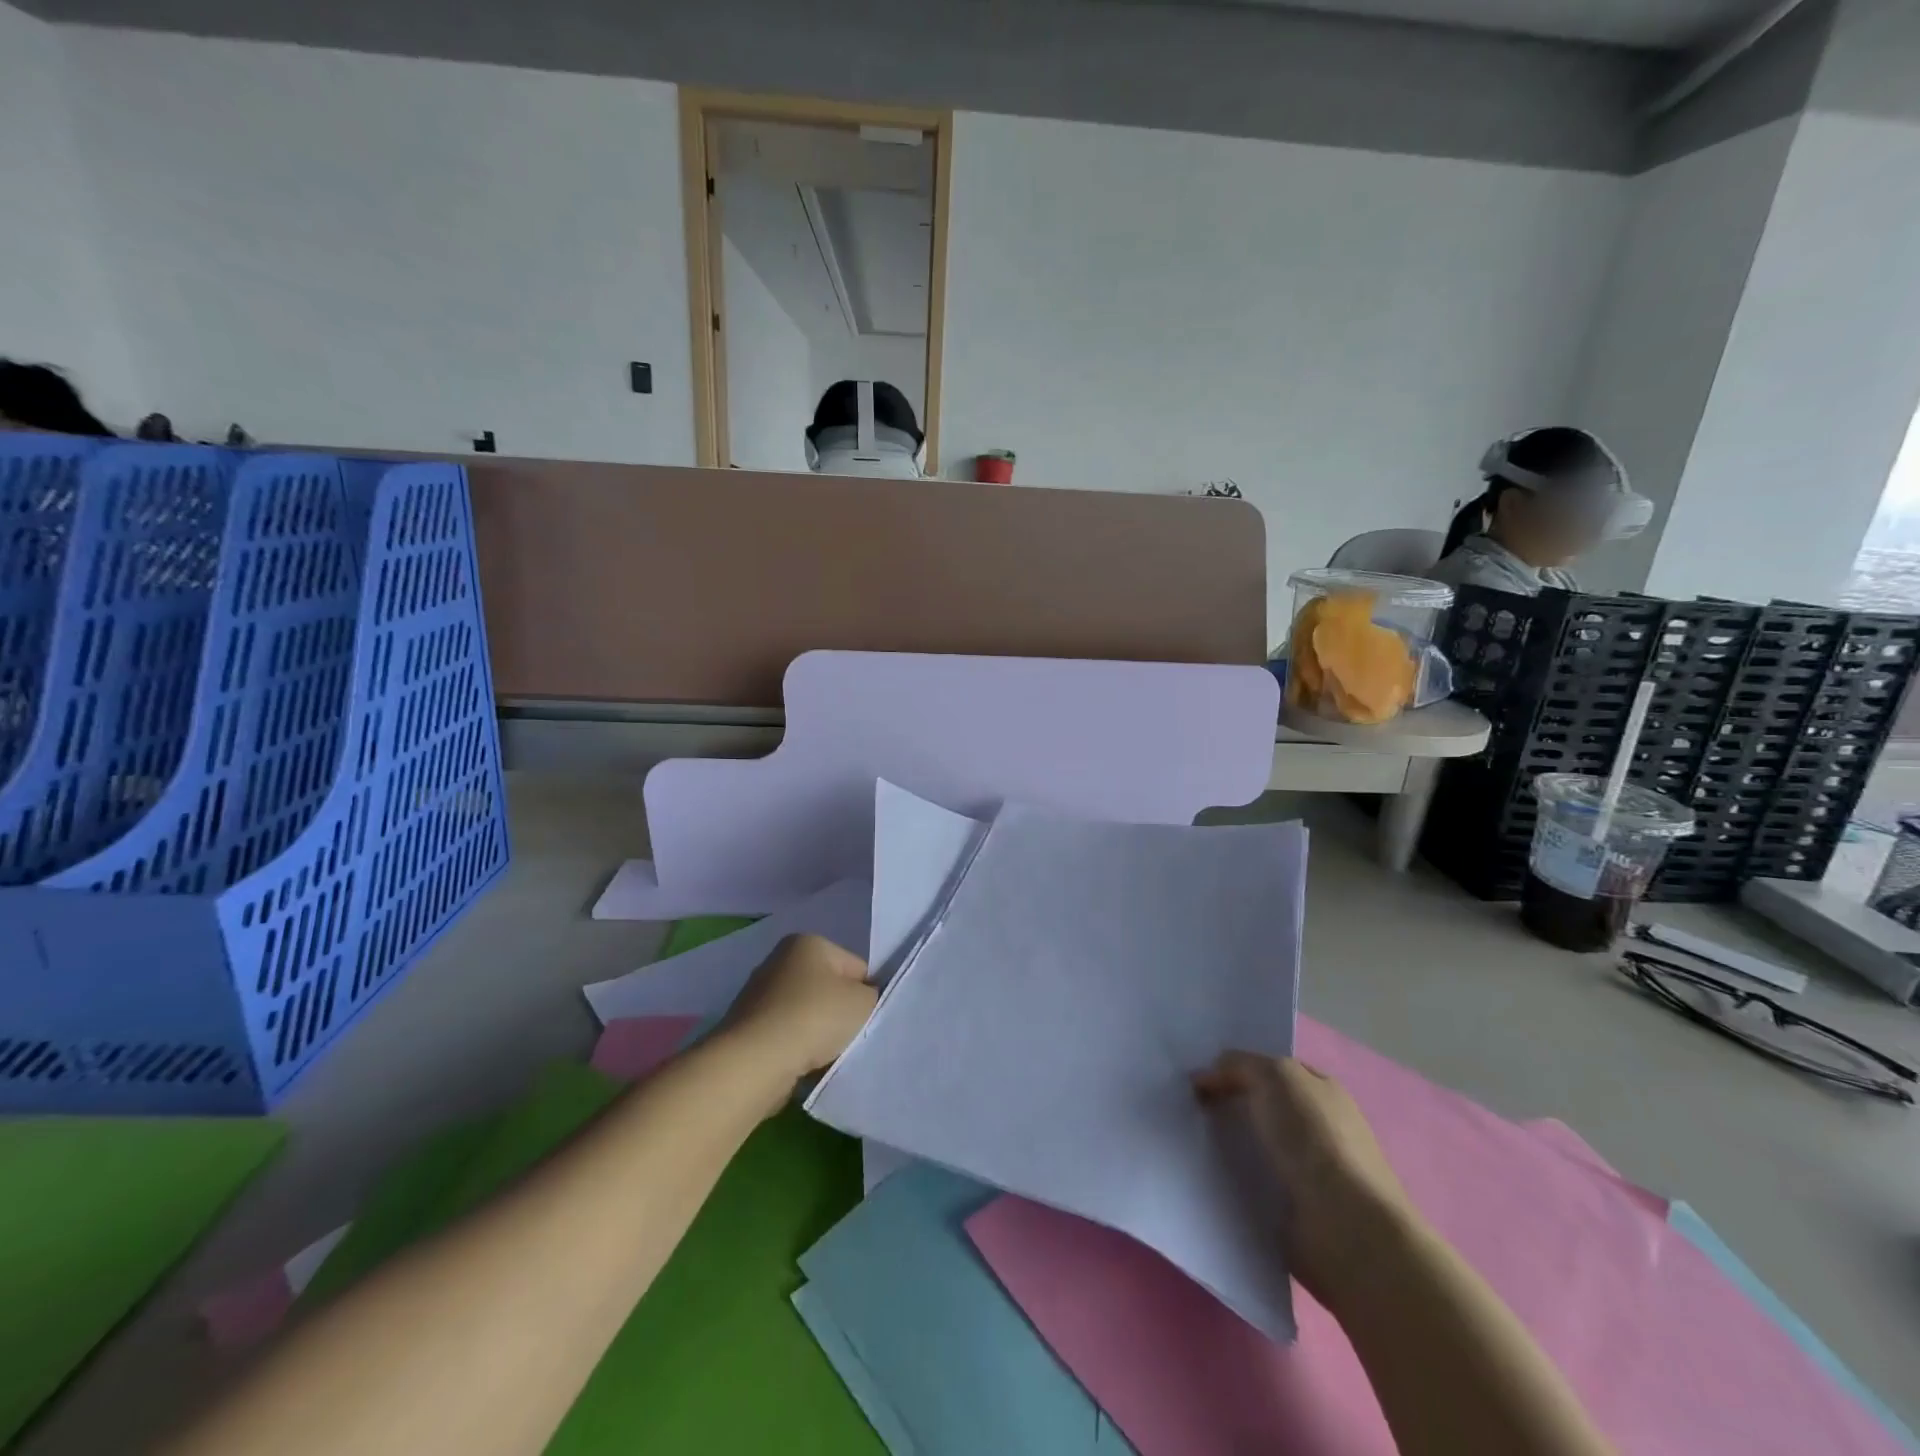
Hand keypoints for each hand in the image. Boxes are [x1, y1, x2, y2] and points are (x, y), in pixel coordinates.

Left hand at [718, 934, 875, 1094]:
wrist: (756, 1061)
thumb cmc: (814, 1018)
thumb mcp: (863, 1001)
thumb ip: (871, 995)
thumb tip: (860, 999)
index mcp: (808, 943)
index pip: (855, 967)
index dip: (866, 994)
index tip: (865, 1018)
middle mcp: (780, 960)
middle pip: (828, 989)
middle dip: (840, 1014)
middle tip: (847, 1037)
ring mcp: (760, 994)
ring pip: (807, 1014)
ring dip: (818, 1034)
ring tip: (824, 1055)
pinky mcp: (747, 1026)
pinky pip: (786, 1035)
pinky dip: (797, 1048)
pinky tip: (802, 1064)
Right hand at [1194, 1052, 1414, 1307]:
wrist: (1346, 1227)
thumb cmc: (1314, 1138)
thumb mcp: (1274, 1075)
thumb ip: (1238, 1065)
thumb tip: (1206, 1077)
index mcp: (1323, 1091)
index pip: (1272, 1070)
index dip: (1236, 1068)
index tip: (1198, 1078)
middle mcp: (1320, 1127)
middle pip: (1262, 1107)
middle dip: (1228, 1107)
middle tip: (1187, 1108)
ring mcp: (1311, 1172)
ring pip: (1256, 1147)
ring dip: (1228, 1147)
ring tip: (1188, 1143)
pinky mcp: (1297, 1211)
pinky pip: (1254, 1185)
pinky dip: (1234, 1182)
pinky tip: (1208, 1178)